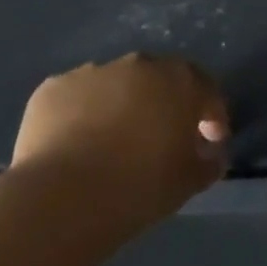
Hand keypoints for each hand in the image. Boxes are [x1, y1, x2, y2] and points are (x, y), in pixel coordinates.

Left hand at [11, 53, 229, 220]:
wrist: (60, 200)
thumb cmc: (138, 187)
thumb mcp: (189, 182)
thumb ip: (209, 161)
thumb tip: (211, 154)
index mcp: (181, 81)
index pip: (207, 91)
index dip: (212, 117)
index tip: (209, 143)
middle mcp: (140, 65)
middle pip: (161, 80)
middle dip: (166, 105)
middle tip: (161, 139)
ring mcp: (93, 72)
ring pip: (117, 85)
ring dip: (123, 105)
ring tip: (113, 142)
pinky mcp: (53, 87)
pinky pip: (78, 97)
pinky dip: (82, 113)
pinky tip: (76, 143)